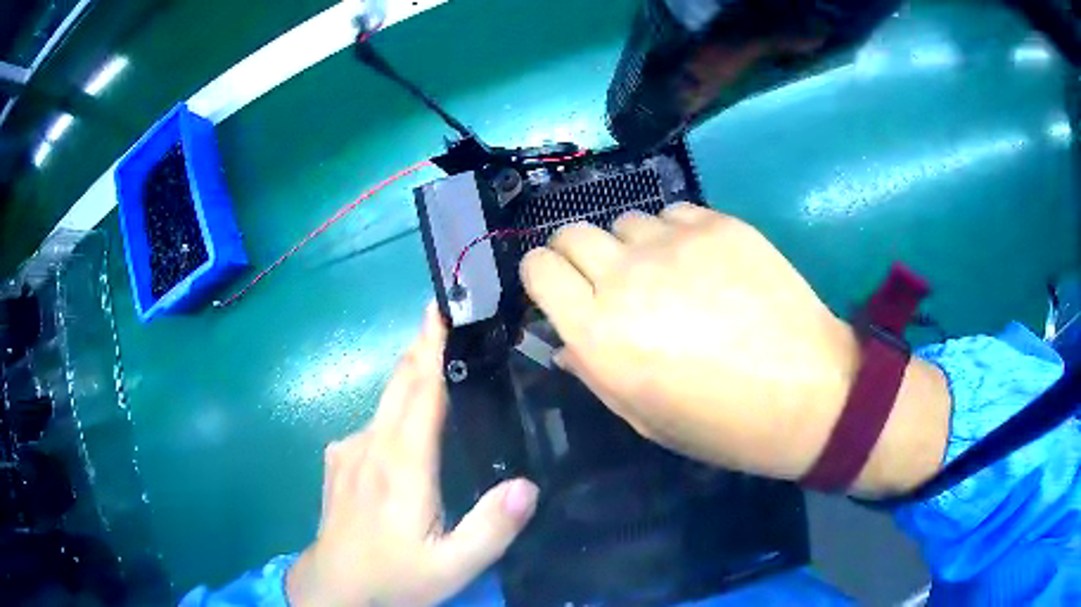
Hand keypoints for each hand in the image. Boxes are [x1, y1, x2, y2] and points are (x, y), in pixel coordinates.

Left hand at [287, 304, 538, 605]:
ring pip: (384, 400)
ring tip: (438, 361)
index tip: (443, 307)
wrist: (334, 590)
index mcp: (401, 466)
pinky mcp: (338, 461)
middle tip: (447, 314)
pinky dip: (393, 405)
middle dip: (421, 345)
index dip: (432, 346)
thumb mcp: (452, 567)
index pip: (420, 391)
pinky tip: (406, 420)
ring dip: (409, 374)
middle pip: (398, 383)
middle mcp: (371, 445)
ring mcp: (348, 450)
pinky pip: (371, 422)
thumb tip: (528, 485)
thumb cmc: (394, 578)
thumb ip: (491, 528)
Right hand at [521, 204, 948, 495]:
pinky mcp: (719, 225)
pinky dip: (675, 234)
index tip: (559, 290)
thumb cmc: (721, 424)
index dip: (542, 276)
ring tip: (665, 275)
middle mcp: (626, 277)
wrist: (807, 393)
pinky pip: (673, 214)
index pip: (539, 269)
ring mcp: (676, 243)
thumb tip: (567, 341)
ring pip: (625, 222)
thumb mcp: (644, 417)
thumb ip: (594, 371)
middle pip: (571, 233)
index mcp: (599, 333)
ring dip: (631, 247)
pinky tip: (703, 264)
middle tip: (607, 281)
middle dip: (577, 254)